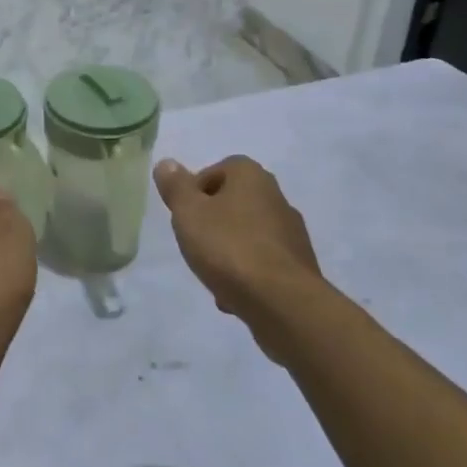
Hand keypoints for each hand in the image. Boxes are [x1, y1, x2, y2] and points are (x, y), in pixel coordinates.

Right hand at [154, 157, 323, 357]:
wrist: (283, 302)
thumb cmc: (229, 247)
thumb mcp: (189, 213)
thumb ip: (175, 186)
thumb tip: (167, 164)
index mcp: (251, 176)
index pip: (217, 170)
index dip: (196, 190)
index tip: (184, 215)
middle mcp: (276, 197)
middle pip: (233, 202)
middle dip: (212, 222)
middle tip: (194, 243)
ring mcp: (292, 233)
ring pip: (248, 234)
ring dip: (229, 250)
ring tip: (211, 274)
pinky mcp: (299, 266)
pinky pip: (263, 262)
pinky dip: (247, 273)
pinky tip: (233, 295)